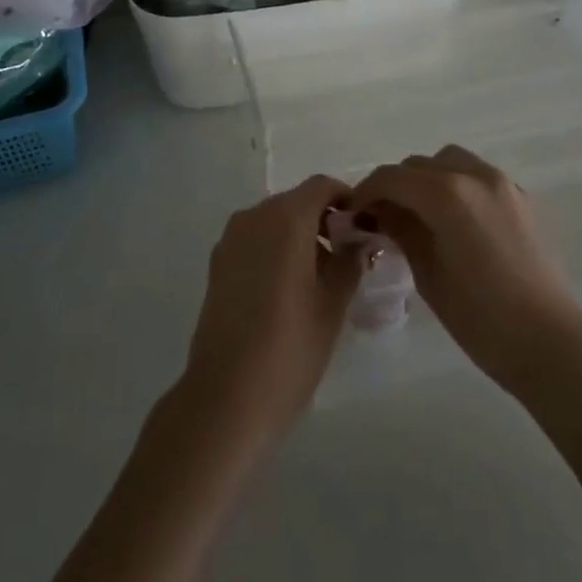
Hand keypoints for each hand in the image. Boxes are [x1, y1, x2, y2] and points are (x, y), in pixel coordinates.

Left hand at [177, 174, 361, 451]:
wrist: (227, 395)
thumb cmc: (291, 346)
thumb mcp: (333, 302)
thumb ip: (349, 260)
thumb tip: (357, 241)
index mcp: (285, 219)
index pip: (321, 186)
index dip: (346, 198)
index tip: (364, 226)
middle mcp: (254, 217)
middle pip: (296, 202)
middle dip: (324, 219)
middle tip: (348, 254)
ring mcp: (230, 240)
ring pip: (273, 222)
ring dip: (299, 235)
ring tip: (321, 276)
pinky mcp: (217, 264)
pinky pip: (254, 241)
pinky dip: (276, 249)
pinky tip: (289, 288)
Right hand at [351, 146, 581, 393]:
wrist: (548, 341)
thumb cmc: (479, 316)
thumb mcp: (427, 273)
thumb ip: (400, 230)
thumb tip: (377, 211)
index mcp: (447, 193)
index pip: (392, 177)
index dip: (366, 192)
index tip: (352, 214)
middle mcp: (475, 175)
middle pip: (419, 164)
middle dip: (395, 185)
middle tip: (380, 218)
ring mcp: (502, 183)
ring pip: (449, 162)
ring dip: (425, 179)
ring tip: (416, 215)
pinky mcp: (520, 198)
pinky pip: (475, 176)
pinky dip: (455, 185)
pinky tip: (451, 220)